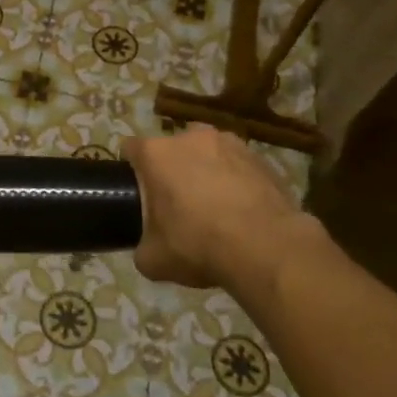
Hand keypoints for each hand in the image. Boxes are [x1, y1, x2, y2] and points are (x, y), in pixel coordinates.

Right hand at [123, 126, 317, 293]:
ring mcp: (230, 143)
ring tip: (214, 205)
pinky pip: (238, 165)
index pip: (130, 148)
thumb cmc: (198, 245)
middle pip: (171, 148)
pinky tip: (242, 210)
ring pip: (207, 153)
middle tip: (176, 203)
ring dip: (205, 171)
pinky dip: (235, 181)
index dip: (130, 168)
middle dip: (171, 169)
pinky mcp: (261, 157)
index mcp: (156, 153)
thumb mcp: (153, 259)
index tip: (135, 190)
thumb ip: (142, 245)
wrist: (266, 247)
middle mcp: (191, 137)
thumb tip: (147, 246)